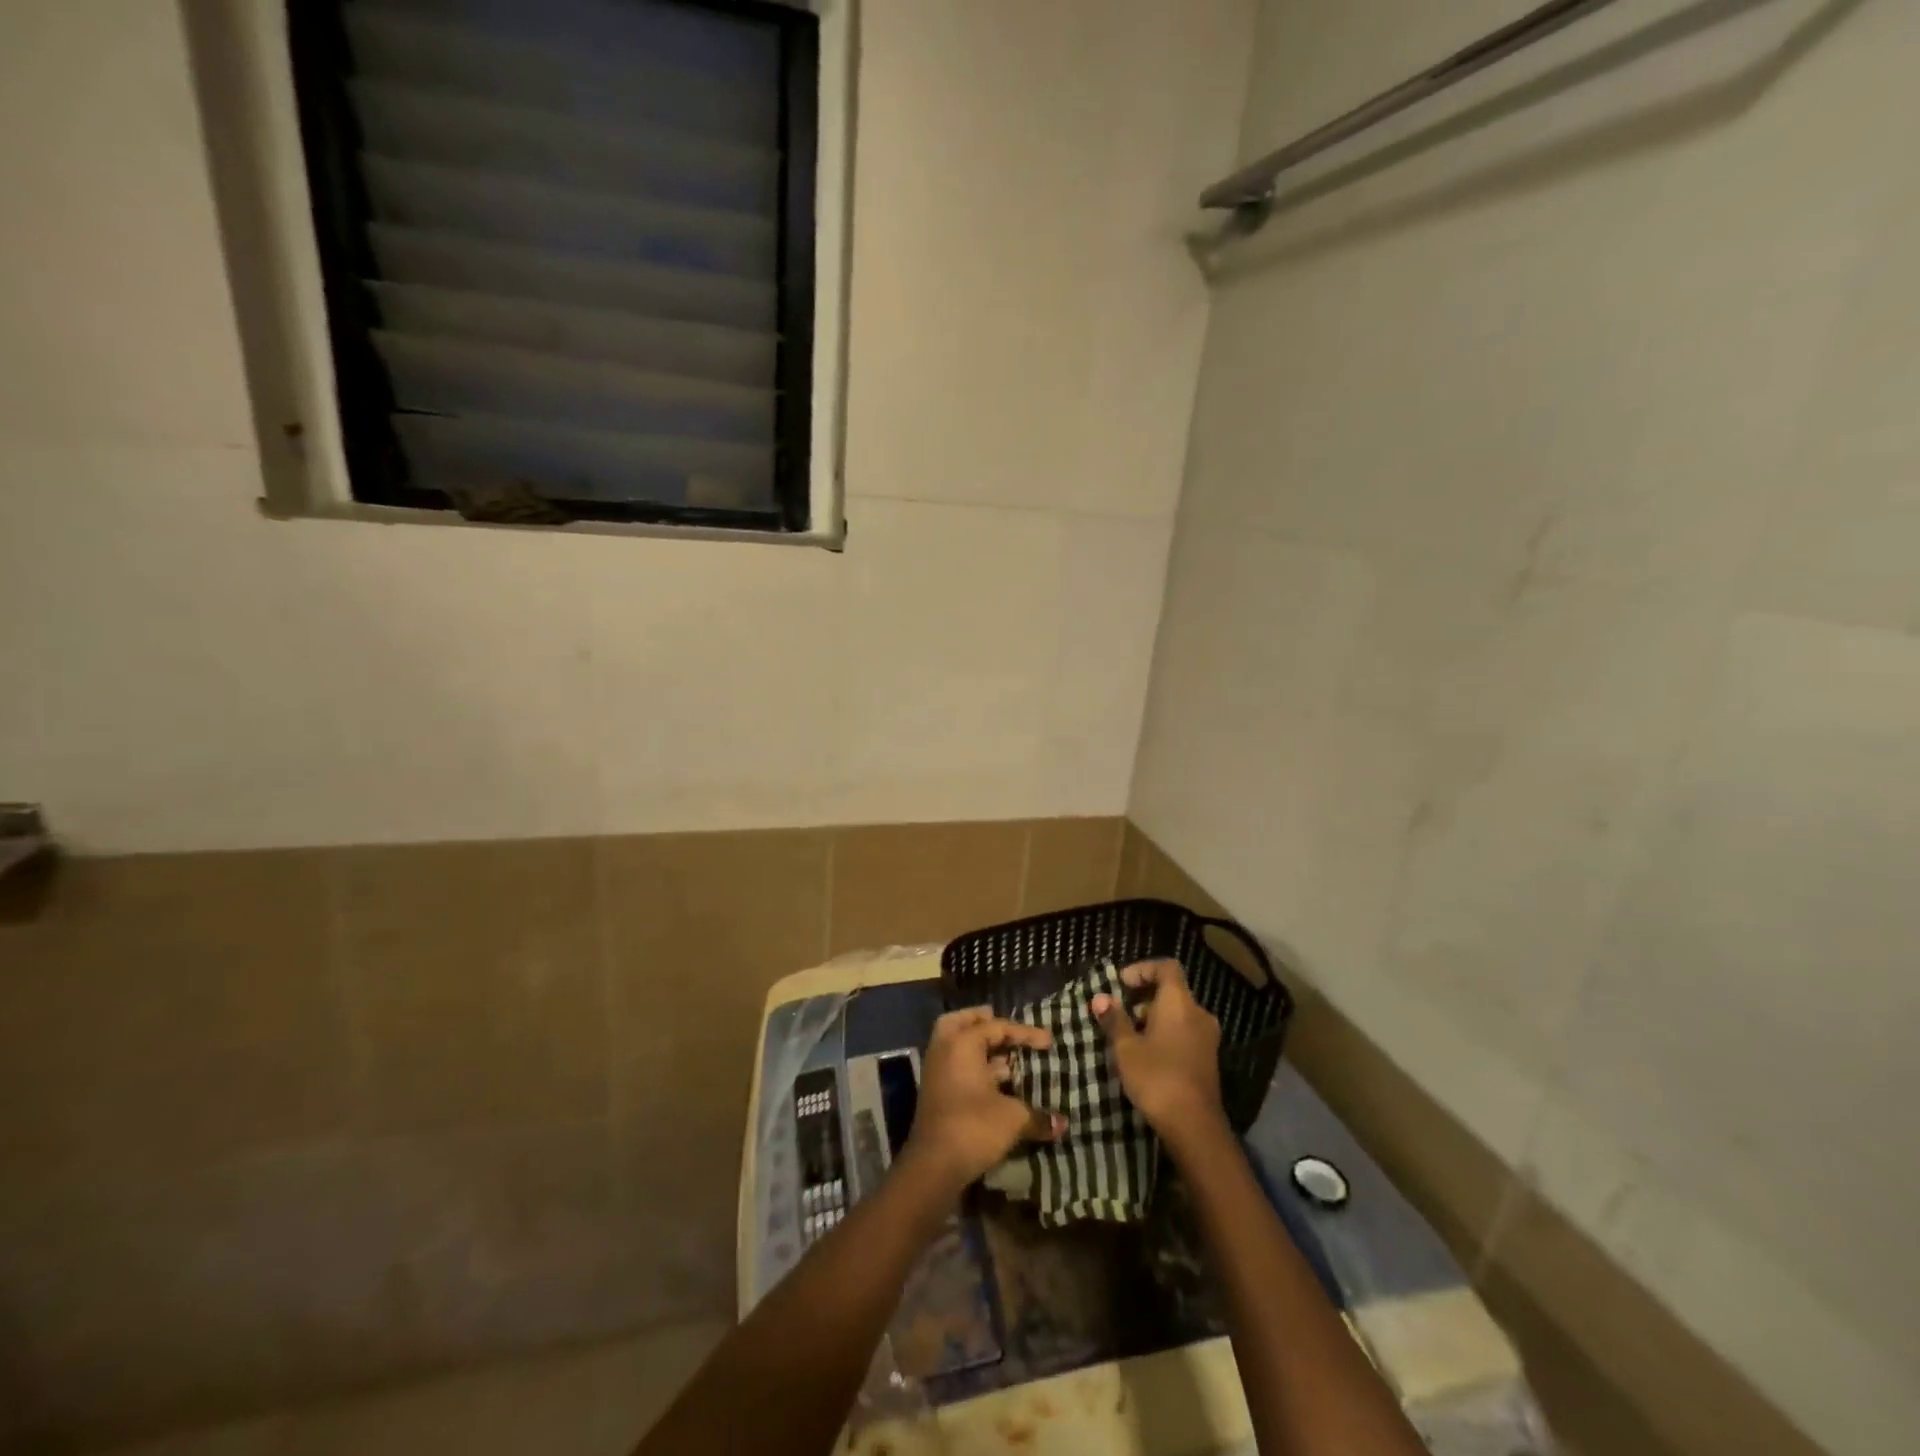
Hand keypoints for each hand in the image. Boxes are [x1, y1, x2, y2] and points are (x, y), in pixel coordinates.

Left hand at [901, 1008, 1064, 1195]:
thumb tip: (1062, 1124)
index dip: (1025, 1033)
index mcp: (961, 1043)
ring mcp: (936, 1071)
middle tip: (1004, 1028)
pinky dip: (973, 1066)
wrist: (933, 1165)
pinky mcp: (935, 1093)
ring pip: (955, 1045)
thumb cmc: (973, 1127)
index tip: (1048, 1042)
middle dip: (983, 1021)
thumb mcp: (1012, 1119)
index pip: (997, 1027)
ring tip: (1006, 1057)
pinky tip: (995, 1083)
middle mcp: (944, 1049)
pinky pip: (954, 1065)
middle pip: (961, 1023)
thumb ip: (1037, 1117)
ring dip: (978, 1047)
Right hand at [1092, 959, 1227, 1154]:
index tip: (1120, 984)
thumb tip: (1100, 998)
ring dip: (1153, 1017)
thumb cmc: (1157, 1077)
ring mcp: (1207, 1037)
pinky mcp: (1208, 1059)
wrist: (1194, 1126)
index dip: (1142, 969)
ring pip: (1178, 1014)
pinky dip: (1166, 1033)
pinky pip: (1185, 1033)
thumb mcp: (1126, 1048)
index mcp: (1179, 1002)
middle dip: (1143, 997)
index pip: (1166, 967)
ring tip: (1128, 1035)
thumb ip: (1114, 1019)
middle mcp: (1198, 1013)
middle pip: (1172, 990)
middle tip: (1119, 1011)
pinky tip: (1147, 1054)